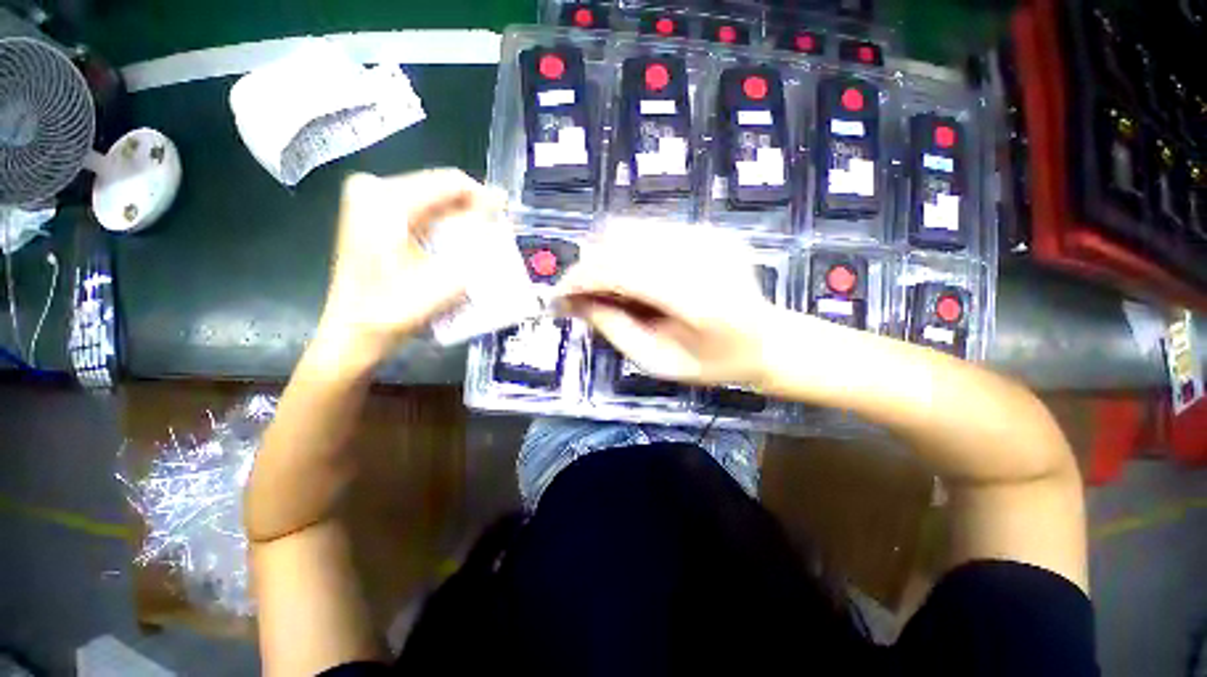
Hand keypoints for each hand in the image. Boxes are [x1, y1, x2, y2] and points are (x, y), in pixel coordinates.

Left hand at [313, 169, 503, 367]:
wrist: (355, 332)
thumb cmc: (396, 309)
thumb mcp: (447, 276)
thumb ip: (475, 241)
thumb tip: (496, 215)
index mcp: (387, 199)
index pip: (451, 182)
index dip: (485, 197)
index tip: (508, 215)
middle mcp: (373, 189)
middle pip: (441, 189)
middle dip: (474, 210)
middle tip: (499, 231)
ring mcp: (368, 201)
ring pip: (433, 200)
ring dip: (462, 219)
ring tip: (484, 239)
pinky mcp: (371, 216)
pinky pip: (421, 210)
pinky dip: (445, 225)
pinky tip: (460, 243)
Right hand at [554, 222, 775, 386]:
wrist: (769, 340)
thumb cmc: (714, 363)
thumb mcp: (659, 362)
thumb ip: (616, 330)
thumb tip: (578, 302)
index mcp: (696, 299)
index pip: (621, 270)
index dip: (581, 279)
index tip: (558, 296)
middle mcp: (702, 255)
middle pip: (622, 239)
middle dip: (588, 265)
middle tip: (579, 295)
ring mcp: (708, 236)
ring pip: (632, 228)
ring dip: (605, 255)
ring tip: (602, 287)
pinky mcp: (709, 230)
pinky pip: (650, 231)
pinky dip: (627, 251)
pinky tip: (630, 276)